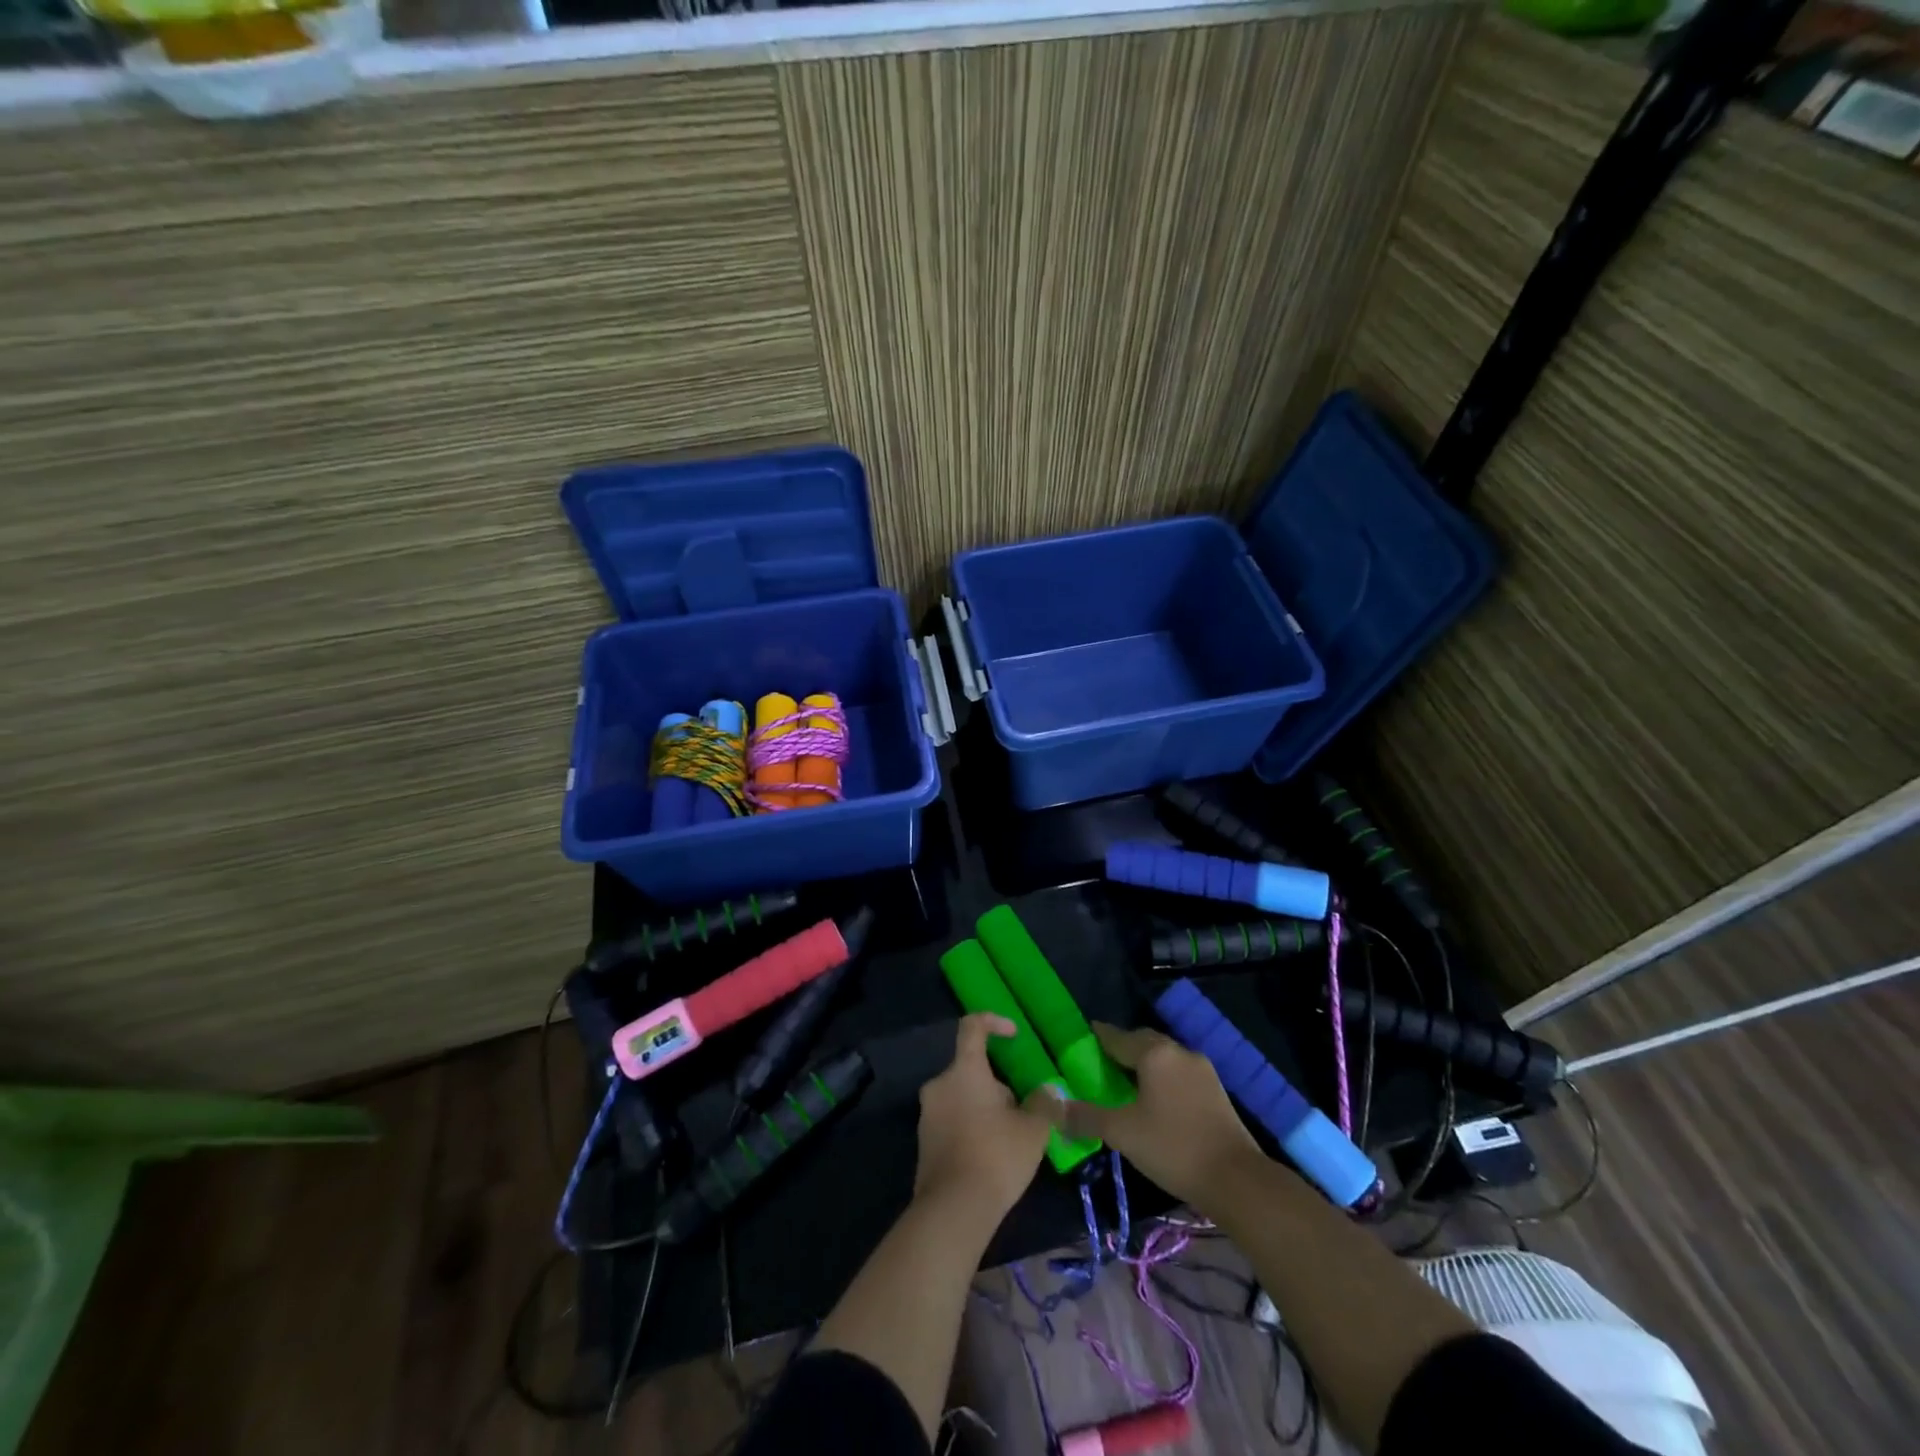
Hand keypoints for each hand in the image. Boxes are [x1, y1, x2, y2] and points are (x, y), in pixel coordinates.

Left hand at [914, 1013, 1054, 1232]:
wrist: (953, 1211)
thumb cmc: (996, 1156)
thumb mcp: (1033, 1130)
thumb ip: (1043, 1104)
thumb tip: (1048, 1092)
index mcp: (964, 1070)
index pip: (972, 1026)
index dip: (994, 1022)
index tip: (1014, 1035)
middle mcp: (939, 1084)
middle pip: (970, 1069)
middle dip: (997, 1085)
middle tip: (1021, 1112)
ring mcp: (927, 1114)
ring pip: (961, 1097)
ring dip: (984, 1108)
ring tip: (1009, 1139)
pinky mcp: (923, 1143)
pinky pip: (951, 1121)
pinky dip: (970, 1128)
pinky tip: (990, 1157)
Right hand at [1039, 1021, 1262, 1209]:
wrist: (1237, 1179)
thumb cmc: (1173, 1148)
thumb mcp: (1122, 1133)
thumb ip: (1086, 1117)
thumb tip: (1053, 1108)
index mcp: (1154, 1053)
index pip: (1117, 1036)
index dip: (1097, 1037)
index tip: (1081, 1037)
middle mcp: (1178, 1051)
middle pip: (1142, 1041)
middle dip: (1121, 1047)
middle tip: (1100, 1062)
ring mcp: (1201, 1069)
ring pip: (1163, 1057)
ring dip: (1143, 1063)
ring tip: (1125, 1081)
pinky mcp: (1215, 1090)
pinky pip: (1178, 1073)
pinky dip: (1161, 1077)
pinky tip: (1154, 1098)